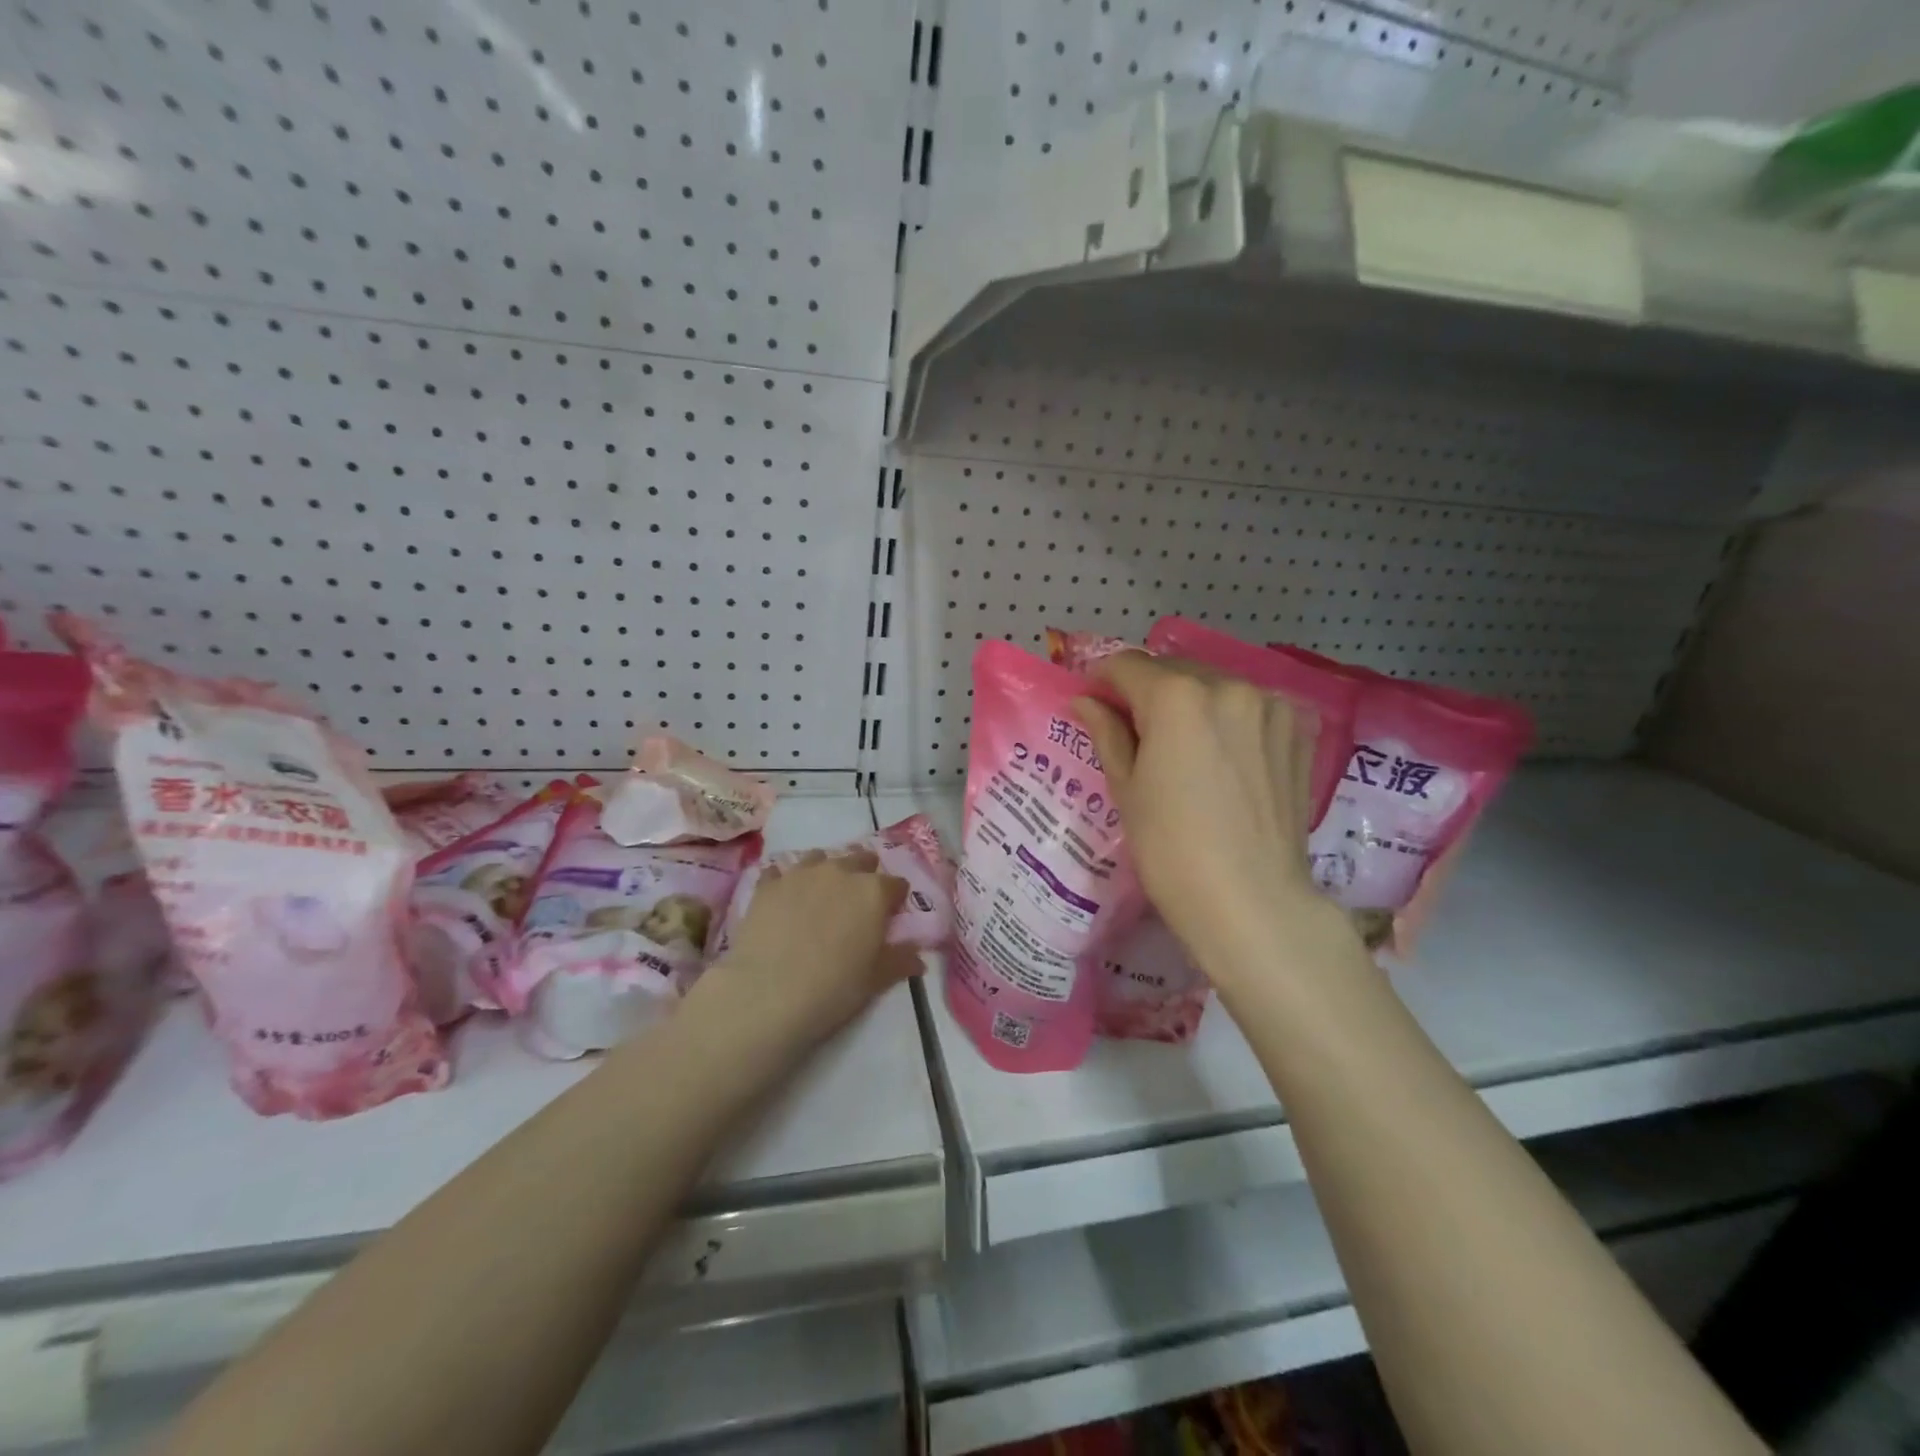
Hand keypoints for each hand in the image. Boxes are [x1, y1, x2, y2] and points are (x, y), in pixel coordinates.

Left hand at [692, 849, 914, 1052]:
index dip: (896, 900)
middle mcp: (840, 872)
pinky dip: (786, 882)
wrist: (766, 994)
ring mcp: (800, 874)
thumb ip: (899, 961)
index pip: (897, 884)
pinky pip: (780, 873)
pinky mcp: (767, 885)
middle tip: (857, 903)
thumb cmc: (832, 989)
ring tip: (820, 897)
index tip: (890, 917)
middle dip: (864, 875)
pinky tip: (783, 901)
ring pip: (820, 858)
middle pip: (860, 859)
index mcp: (873, 892)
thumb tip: (918, 958)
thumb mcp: (874, 981)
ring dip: (826, 873)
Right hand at [1074, 653, 1353, 987]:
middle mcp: (1228, 685)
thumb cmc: (1171, 849)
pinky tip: (1225, 755)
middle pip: (1173, 669)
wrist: (1251, 900)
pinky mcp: (1299, 729)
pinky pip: (1251, 706)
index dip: (1103, 681)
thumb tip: (1086, 701)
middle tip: (1136, 731)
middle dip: (1148, 690)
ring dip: (1192, 702)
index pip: (1127, 665)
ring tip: (1184, 748)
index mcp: (1177, 696)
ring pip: (1215, 686)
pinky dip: (1230, 718)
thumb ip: (1107, 732)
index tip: (1095, 703)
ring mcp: (1270, 705)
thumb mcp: (1127, 789)